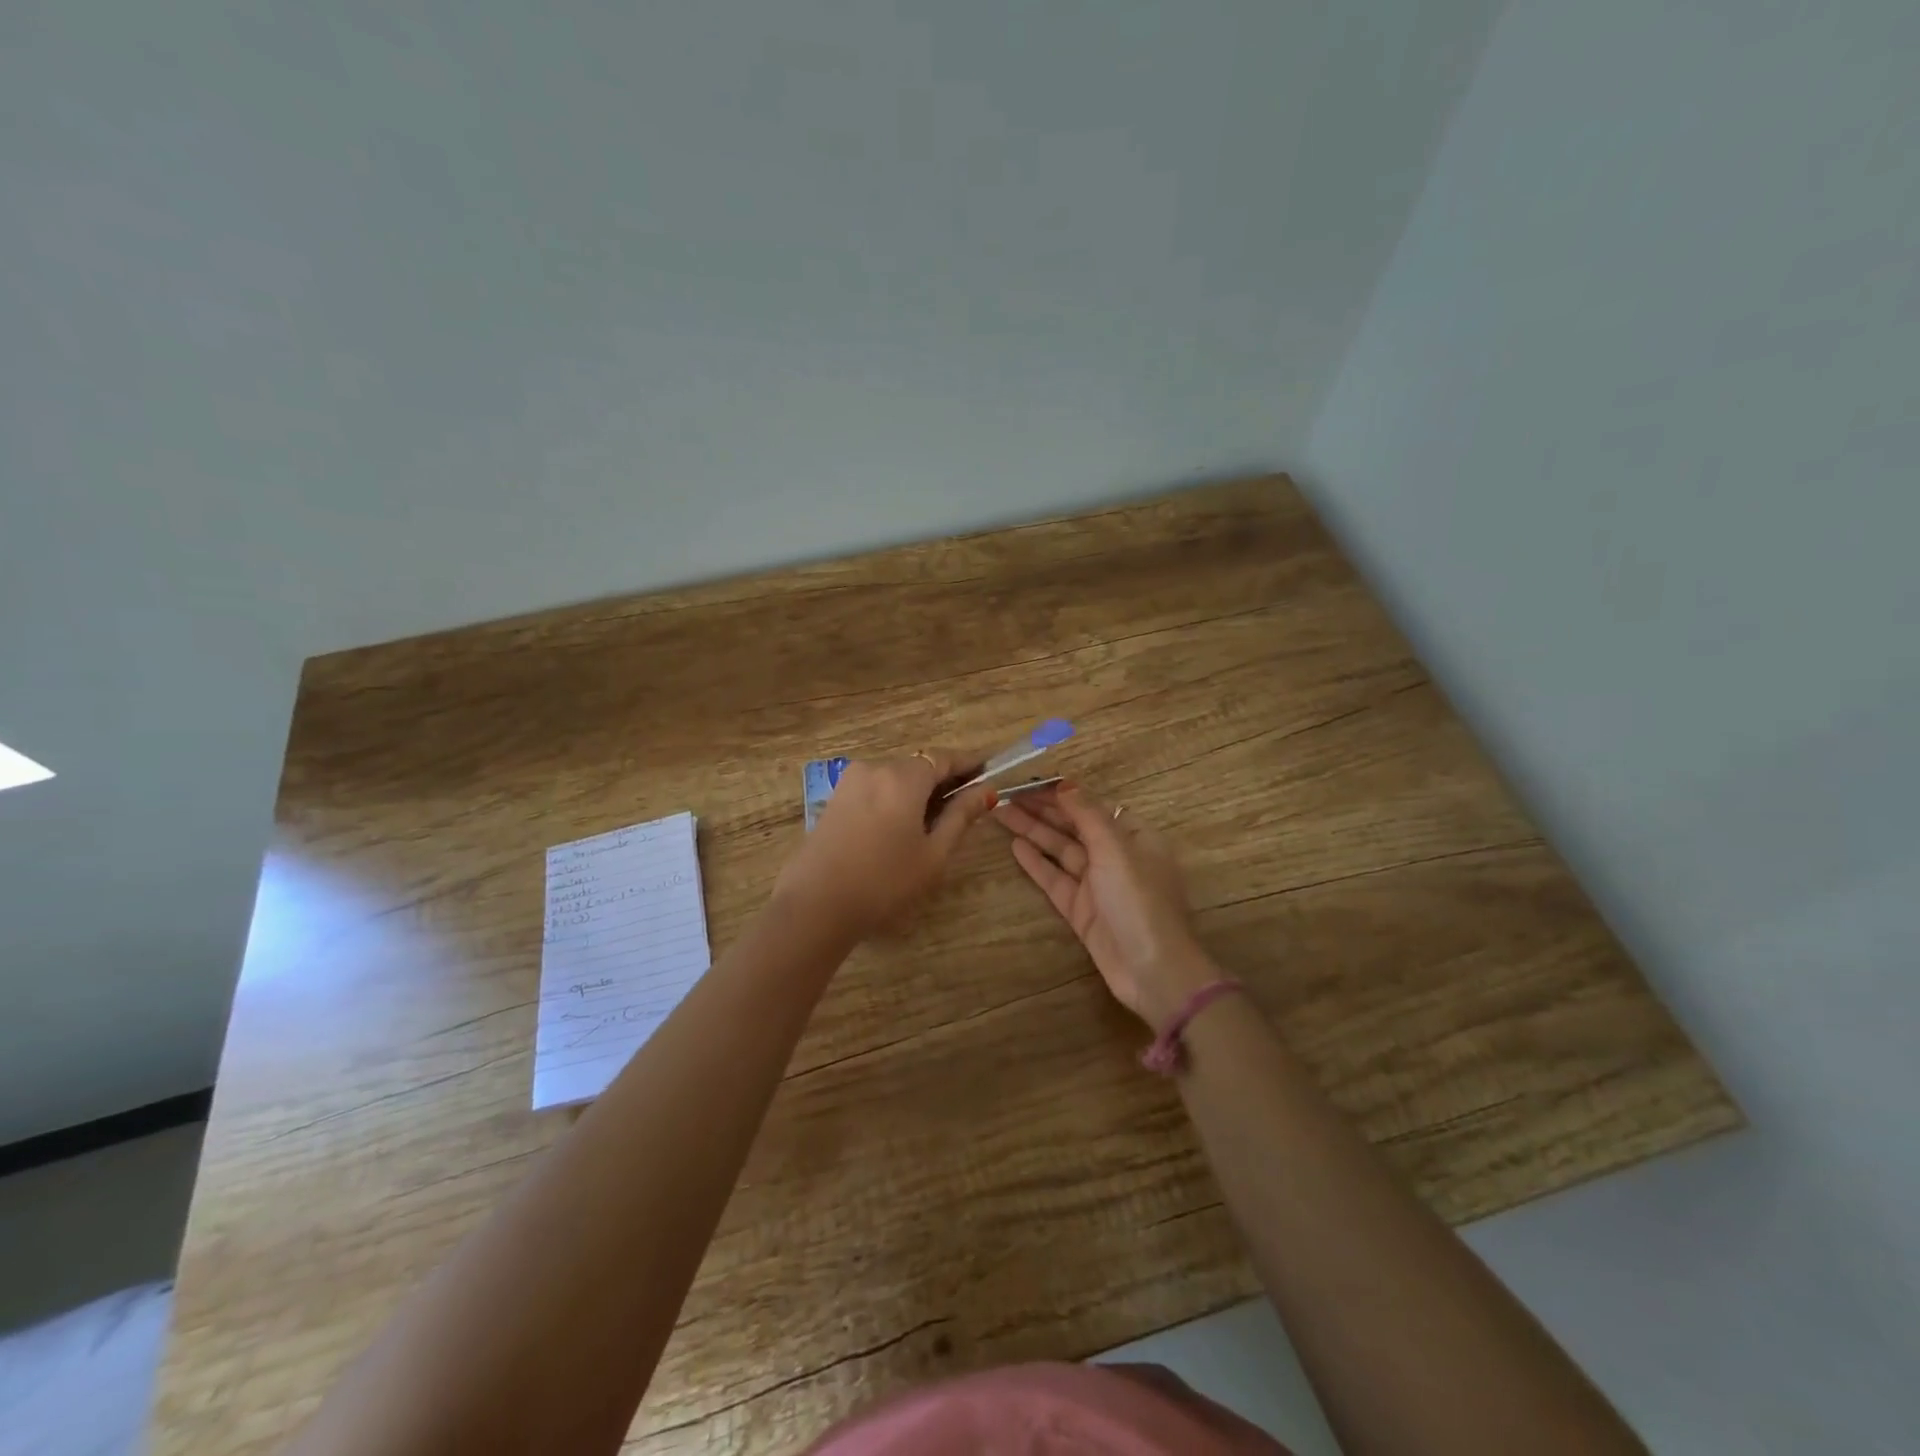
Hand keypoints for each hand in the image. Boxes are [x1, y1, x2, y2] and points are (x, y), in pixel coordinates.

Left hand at [775, 748, 997, 939]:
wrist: (815, 906)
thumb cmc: (884, 882)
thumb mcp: (933, 853)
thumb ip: (961, 817)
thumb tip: (986, 792)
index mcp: (902, 777)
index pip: (943, 758)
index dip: (968, 764)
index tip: (988, 772)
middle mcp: (874, 768)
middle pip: (918, 766)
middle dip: (942, 780)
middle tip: (965, 806)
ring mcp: (849, 783)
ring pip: (894, 778)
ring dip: (917, 792)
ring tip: (933, 824)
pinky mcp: (834, 800)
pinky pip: (874, 789)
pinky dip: (893, 799)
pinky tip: (899, 830)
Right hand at [997, 783, 1214, 1027]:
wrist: (1152, 970)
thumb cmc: (1139, 901)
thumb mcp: (1116, 849)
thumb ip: (1088, 814)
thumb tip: (1065, 784)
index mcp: (1134, 837)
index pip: (1092, 806)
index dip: (1061, 793)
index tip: (1029, 782)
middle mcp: (1116, 856)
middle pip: (1074, 826)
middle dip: (1041, 809)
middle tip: (1005, 795)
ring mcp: (1097, 885)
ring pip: (1060, 850)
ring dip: (1033, 831)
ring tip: (1000, 813)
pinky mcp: (1082, 910)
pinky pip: (1055, 879)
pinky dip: (1036, 862)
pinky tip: (1015, 846)